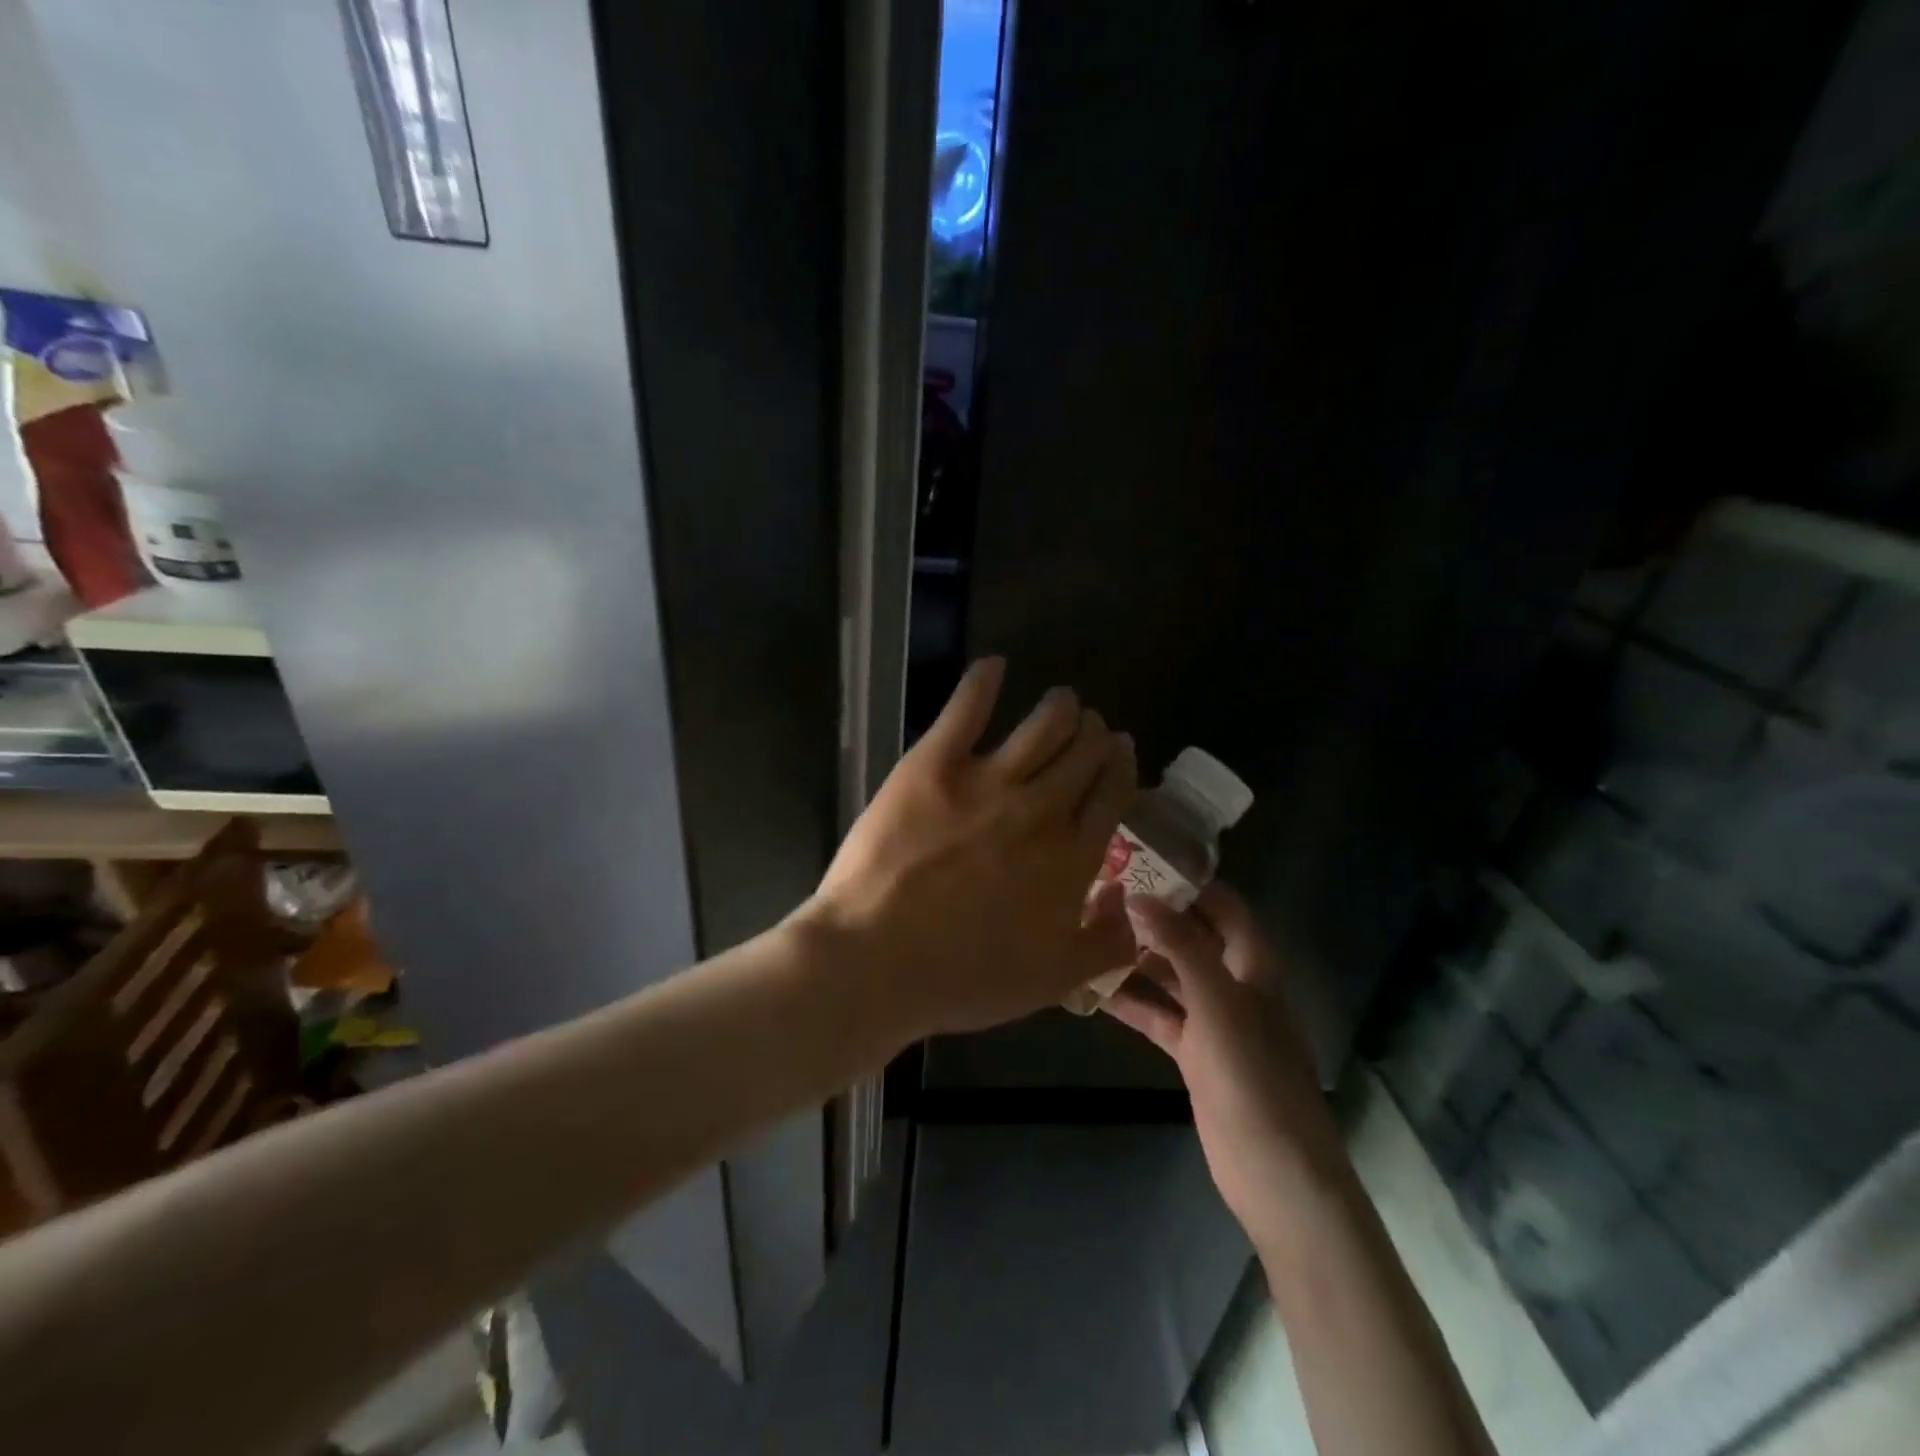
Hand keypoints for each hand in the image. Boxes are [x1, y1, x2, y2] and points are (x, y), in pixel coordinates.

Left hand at [803, 657, 1138, 1038]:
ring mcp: (986, 780)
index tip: (1122, 754)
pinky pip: (966, 709)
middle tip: (1093, 728)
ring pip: (1042, 726)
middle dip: (1096, 735)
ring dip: (1061, 707)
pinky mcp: (933, 764)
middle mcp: (1039, 808)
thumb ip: (1106, 944)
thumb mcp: (1053, 981)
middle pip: (1083, 754)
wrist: (877, 960)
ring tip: (1064, 700)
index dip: (1121, 769)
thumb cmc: (963, 977)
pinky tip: (993, 665)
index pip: (1111, 796)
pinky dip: (983, 681)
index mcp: (1071, 857)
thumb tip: (1132, 905)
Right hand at [1103, 884, 1348, 1250]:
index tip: (1143, 859)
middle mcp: (1234, 984)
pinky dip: (1130, 1001)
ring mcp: (1212, 1021)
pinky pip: (1157, 1015)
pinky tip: (1093, 989)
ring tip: (1088, 933)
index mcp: (1253, 965)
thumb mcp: (1219, 1003)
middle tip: (1101, 894)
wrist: (1276, 1172)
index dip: (1190, 882)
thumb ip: (1181, 947)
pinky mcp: (1193, 1053)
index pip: (1224, 906)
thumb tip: (1139, 896)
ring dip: (1136, 958)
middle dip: (1153, 917)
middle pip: (1192, 938)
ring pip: (1170, 976)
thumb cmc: (1254, 1077)